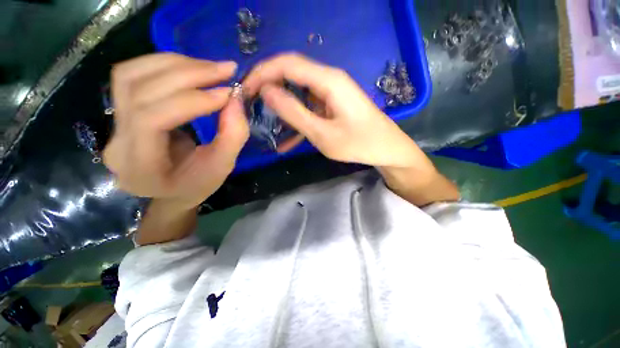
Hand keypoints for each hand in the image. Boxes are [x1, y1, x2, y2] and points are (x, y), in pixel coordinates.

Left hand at [103, 53, 248, 211]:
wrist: (173, 190)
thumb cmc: (199, 185)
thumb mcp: (223, 167)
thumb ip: (233, 136)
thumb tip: (236, 98)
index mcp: (140, 167)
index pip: (152, 120)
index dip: (191, 100)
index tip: (227, 93)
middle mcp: (117, 143)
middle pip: (139, 91)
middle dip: (187, 74)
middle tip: (225, 70)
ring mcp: (113, 125)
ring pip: (130, 76)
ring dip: (174, 64)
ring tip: (210, 67)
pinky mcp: (120, 111)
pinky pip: (132, 76)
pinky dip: (163, 65)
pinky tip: (190, 68)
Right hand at [243, 53, 421, 167]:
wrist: (386, 149)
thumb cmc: (359, 144)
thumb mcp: (323, 134)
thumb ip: (294, 112)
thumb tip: (266, 92)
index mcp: (328, 80)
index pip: (286, 64)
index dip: (261, 73)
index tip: (244, 91)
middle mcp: (328, 79)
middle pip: (291, 74)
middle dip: (268, 88)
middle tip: (251, 107)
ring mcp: (331, 93)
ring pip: (298, 92)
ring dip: (281, 107)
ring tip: (265, 124)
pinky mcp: (332, 105)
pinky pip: (308, 107)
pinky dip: (296, 119)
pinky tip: (286, 139)